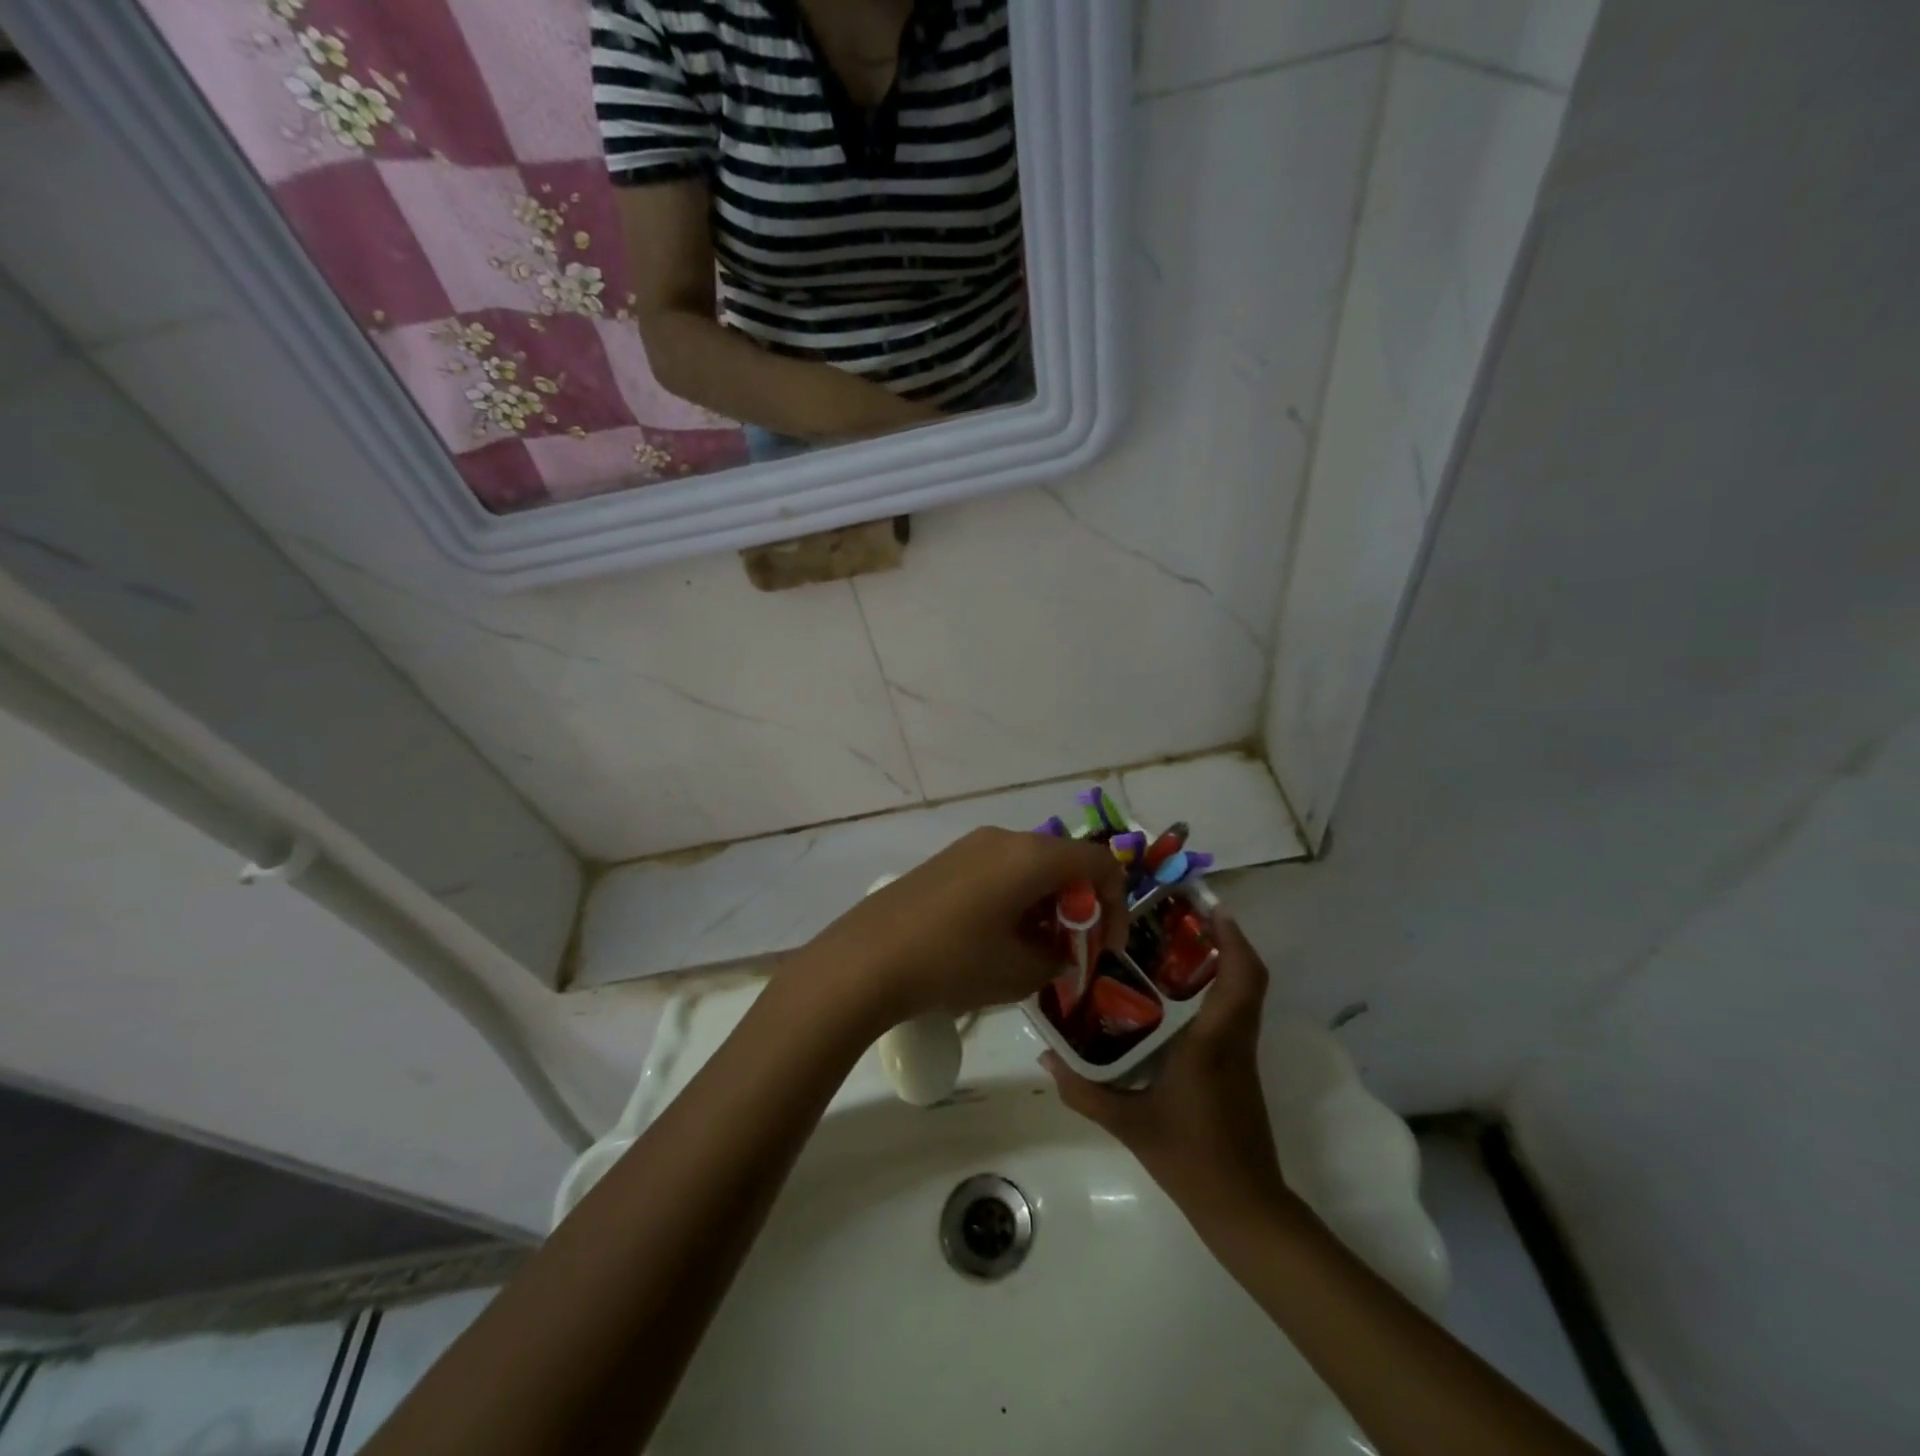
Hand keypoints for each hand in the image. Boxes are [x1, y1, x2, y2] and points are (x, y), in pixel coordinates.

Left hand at [803, 827, 1127, 1027]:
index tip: (1104, 949)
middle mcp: (1005, 838)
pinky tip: (997, 938)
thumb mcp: (1020, 972)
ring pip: (1030, 867)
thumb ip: (1058, 957)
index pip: (1099, 864)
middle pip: (1064, 862)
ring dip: (1046, 904)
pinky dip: (1016, 899)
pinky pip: (999, 870)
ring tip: (1034, 952)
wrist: (867, 959)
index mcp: (1032, 856)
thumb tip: (1059, 949)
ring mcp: (971, 845)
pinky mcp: (947, 860)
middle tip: (1072, 953)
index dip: (1115, 905)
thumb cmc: (954, 962)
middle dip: (1079, 907)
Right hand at [1044, 912, 1290, 1227]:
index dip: (1233, 938)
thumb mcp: (1128, 1124)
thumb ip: (1083, 1090)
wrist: (1244, 1209)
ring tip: (1169, 947)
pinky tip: (1173, 999)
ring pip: (1242, 995)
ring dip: (1220, 965)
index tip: (1210, 908)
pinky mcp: (1239, 1071)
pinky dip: (1215, 993)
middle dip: (1222, 941)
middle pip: (1247, 977)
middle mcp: (1234, 1040)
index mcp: (1214, 1042)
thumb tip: (1044, 1058)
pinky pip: (1233, 1016)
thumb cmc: (1190, 1158)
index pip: (1242, 978)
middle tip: (1179, 918)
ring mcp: (1241, 1057)